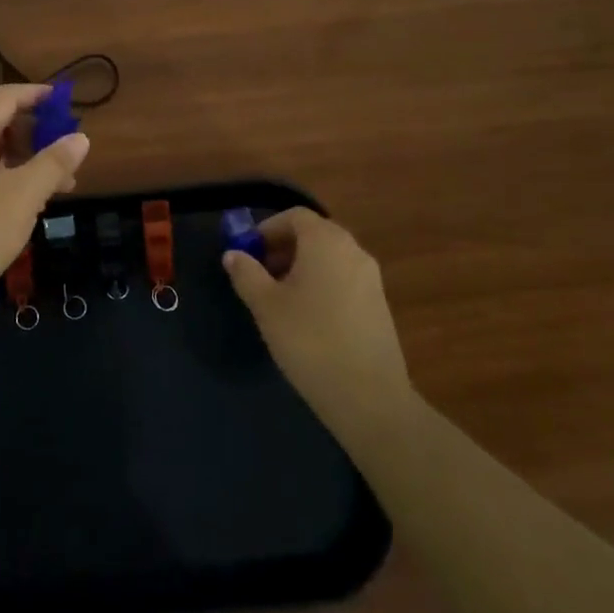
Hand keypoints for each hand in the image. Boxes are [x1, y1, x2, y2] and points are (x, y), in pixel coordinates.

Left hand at [0, 84, 89, 329]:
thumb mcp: (24, 194)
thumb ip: (54, 162)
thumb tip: (81, 137)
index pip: (4, 98)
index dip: (35, 94)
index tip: (65, 100)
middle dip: (37, 133)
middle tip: (68, 152)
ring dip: (27, 163)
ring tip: (60, 186)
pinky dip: (10, 184)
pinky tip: (28, 208)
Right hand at [222, 210, 417, 447]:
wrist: (369, 396)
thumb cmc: (309, 340)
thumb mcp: (266, 306)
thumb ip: (246, 274)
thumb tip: (233, 254)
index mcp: (326, 241)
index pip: (294, 216)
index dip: (267, 229)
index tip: (248, 253)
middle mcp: (353, 250)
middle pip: (314, 234)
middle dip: (283, 248)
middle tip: (259, 275)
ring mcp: (371, 277)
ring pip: (329, 258)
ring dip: (302, 267)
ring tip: (279, 299)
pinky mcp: (379, 305)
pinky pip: (344, 279)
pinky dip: (322, 284)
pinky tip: (307, 319)